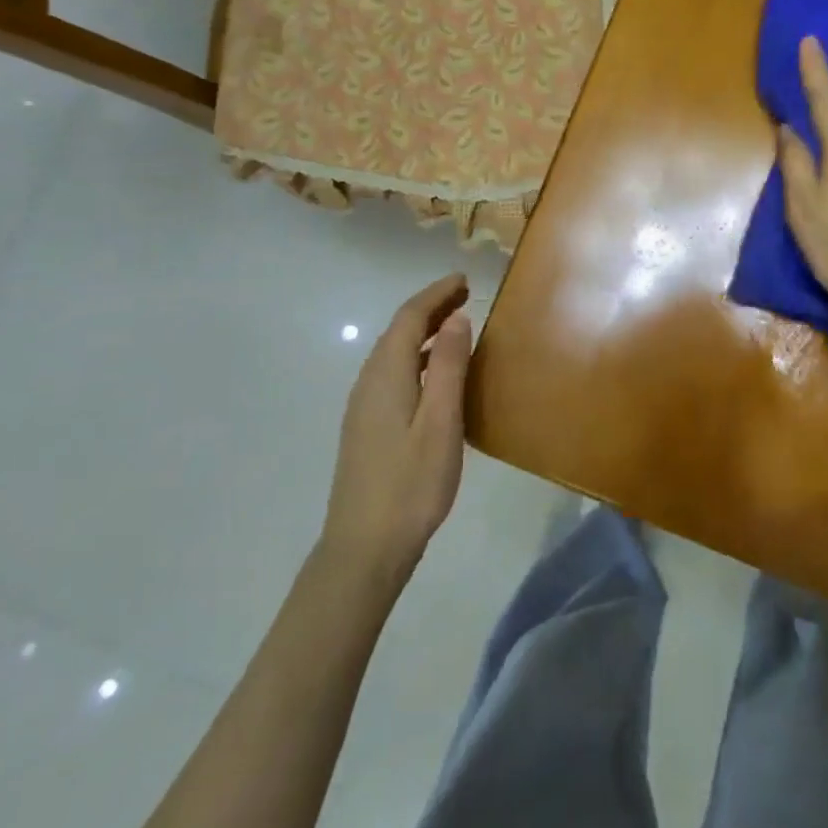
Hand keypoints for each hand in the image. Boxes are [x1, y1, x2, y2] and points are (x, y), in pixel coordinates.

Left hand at [320, 274, 472, 580]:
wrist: (364, 547)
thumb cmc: (411, 483)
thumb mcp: (441, 422)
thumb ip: (448, 367)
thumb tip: (455, 318)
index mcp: (387, 375)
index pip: (409, 318)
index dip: (436, 294)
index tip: (464, 279)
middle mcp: (369, 382)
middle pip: (397, 331)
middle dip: (430, 308)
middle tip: (464, 295)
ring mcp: (363, 406)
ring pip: (393, 353)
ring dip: (422, 332)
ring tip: (454, 327)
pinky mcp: (366, 427)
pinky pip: (391, 373)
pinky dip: (415, 358)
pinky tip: (433, 375)